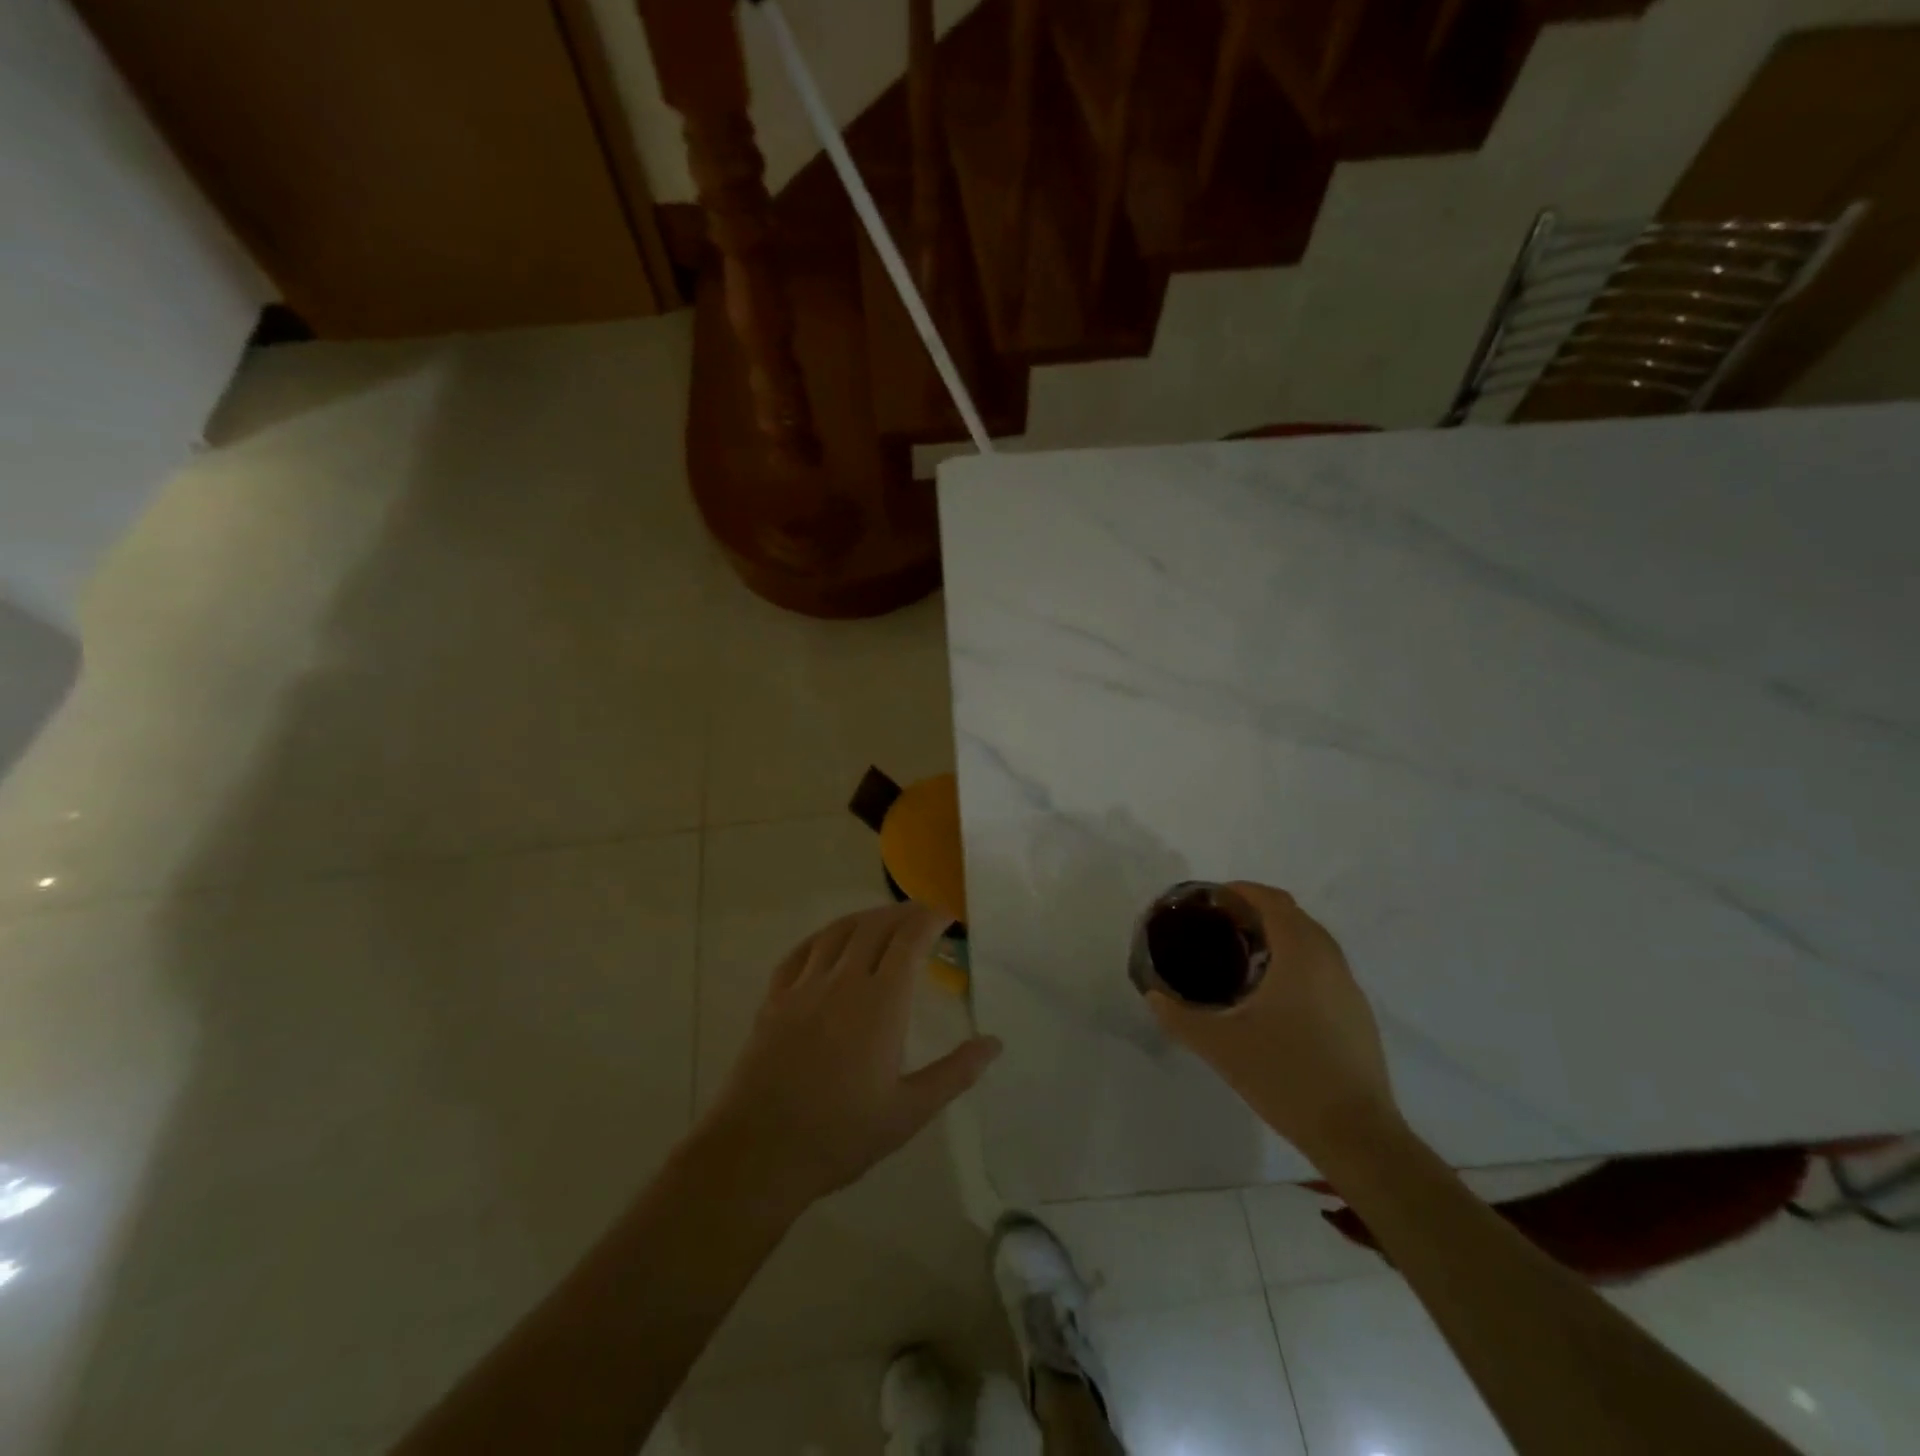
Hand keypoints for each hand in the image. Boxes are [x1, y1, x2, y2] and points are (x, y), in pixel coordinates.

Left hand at [697, 902, 1002, 1211]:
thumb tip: (994, 1043)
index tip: (948, 918)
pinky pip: (801, 952)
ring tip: (883, 920)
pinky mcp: (773, 1000)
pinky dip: (823, 936)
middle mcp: (842, 981)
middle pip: (875, 926)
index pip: (910, 939)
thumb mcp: (908, 1112)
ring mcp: (803, 987)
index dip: (931, 919)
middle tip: (922, 916)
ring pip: (838, 932)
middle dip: (903, 912)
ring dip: (866, 918)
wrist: (758, 1153)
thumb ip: (955, 1073)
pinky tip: (830, 942)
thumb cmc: (841, 1135)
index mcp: (880, 1002)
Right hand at [1147, 882, 1400, 1163]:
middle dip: (1257, 911)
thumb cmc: (1285, 1077)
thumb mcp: (1219, 1046)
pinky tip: (1274, 994)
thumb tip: (1153, 995)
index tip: (1212, 900)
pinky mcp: (1358, 1015)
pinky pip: (1325, 968)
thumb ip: (1179, 1017)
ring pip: (1313, 942)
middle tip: (1220, 926)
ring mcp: (1349, 989)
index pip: (1274, 901)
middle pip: (1294, 916)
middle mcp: (1330, 962)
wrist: (1355, 1135)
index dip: (1242, 891)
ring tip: (1243, 956)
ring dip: (1280, 936)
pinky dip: (1298, 961)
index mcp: (1300, 956)